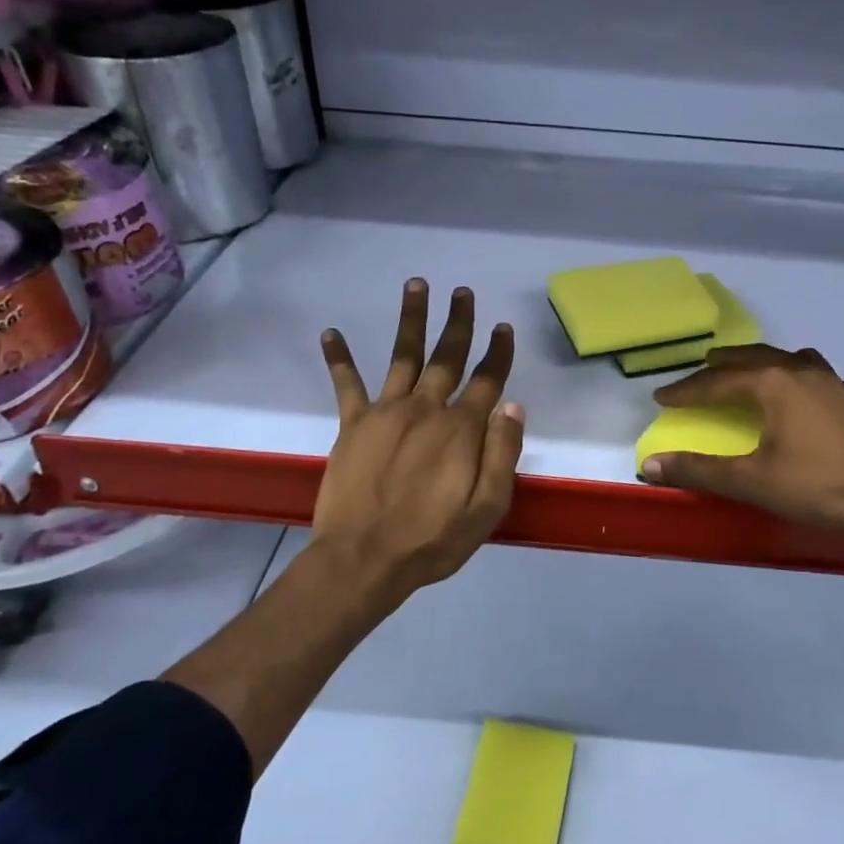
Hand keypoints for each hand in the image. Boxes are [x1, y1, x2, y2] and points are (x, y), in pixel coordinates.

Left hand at [312, 279, 523, 601]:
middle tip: (463, 292)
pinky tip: (330, 333)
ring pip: (403, 356)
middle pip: (447, 357)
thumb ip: (503, 454)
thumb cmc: (432, 540)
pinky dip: (338, 358)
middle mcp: (426, 410)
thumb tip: (514, 406)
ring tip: (416, 284)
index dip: (498, 353)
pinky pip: (346, 384)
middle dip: (458, 323)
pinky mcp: (353, 425)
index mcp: (461, 430)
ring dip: (411, 319)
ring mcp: (386, 413)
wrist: (364, 559)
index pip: (487, 381)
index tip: (503, 328)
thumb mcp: (487, 508)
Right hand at [639, 345, 843, 532]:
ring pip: (785, 360)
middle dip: (720, 366)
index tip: (661, 396)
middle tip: (699, 371)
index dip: (686, 390)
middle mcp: (800, 371)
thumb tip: (651, 465)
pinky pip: (811, 375)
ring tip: (745, 371)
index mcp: (772, 383)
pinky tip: (797, 393)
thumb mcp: (753, 481)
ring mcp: (831, 383)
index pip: (717, 382)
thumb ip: (700, 471)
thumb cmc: (821, 484)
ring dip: (758, 363)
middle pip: (751, 359)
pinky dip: (791, 376)